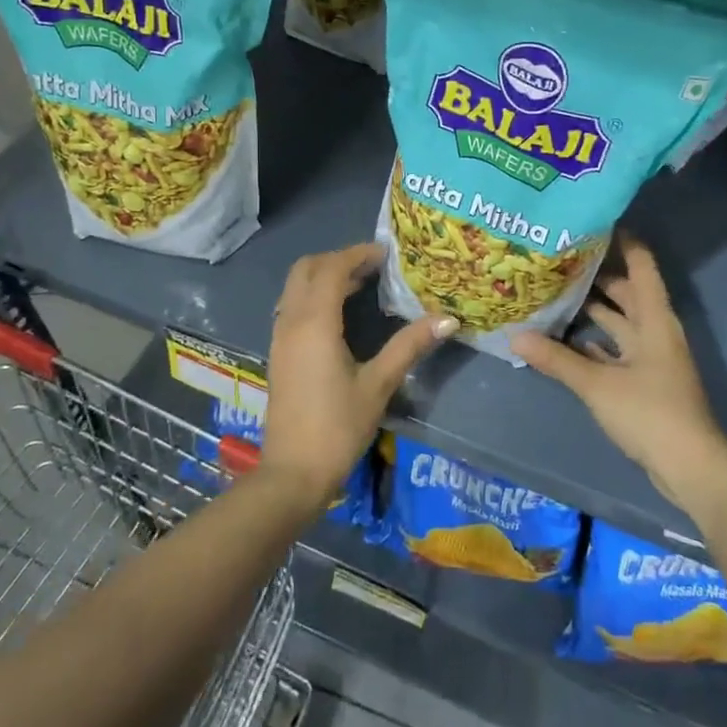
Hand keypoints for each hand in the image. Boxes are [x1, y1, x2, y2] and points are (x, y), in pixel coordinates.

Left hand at [262, 242, 456, 508]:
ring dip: (324, 277)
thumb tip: (448, 318)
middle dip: (338, 259)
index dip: (358, 254)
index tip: (387, 253)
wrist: (293, 473)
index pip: (332, 269)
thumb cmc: (338, 427)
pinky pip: (293, 307)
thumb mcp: (379, 384)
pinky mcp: (278, 354)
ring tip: (362, 285)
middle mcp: (291, 322)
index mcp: (315, 323)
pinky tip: (340, 315)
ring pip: (296, 288)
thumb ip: (409, 346)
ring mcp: (280, 338)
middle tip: (373, 266)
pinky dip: (314, 296)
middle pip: (306, 269)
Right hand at [514, 237, 726, 518]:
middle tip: (557, 257)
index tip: (593, 220)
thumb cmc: (650, 413)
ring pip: (618, 322)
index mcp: (653, 318)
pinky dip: (593, 342)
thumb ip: (557, 360)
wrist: (690, 466)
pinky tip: (565, 338)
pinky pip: (614, 349)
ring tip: (553, 291)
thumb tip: (515, 335)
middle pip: (626, 291)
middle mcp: (654, 330)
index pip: (641, 265)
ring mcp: (650, 357)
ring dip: (592, 309)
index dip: (623, 240)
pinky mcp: (643, 381)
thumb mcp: (598, 384)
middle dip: (596, 274)